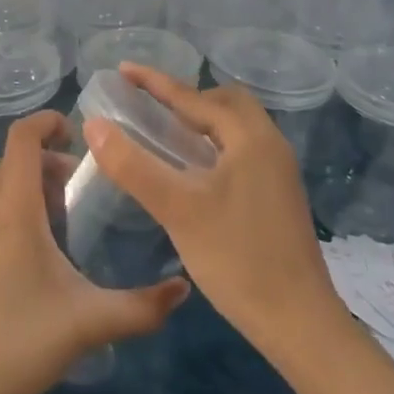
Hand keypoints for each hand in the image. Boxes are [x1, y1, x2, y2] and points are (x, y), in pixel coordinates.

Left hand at [0, 111, 189, 393]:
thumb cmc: (21, 343)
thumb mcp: (90, 322)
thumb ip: (143, 306)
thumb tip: (184, 289)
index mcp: (11, 207)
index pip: (21, 137)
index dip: (46, 122)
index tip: (73, 130)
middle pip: (12, 165)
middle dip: (46, 166)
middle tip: (77, 192)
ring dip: (25, 193)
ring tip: (55, 229)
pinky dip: (3, 216)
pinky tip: (21, 262)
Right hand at [85, 66, 343, 358]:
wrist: (299, 323)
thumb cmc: (237, 259)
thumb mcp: (178, 209)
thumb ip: (133, 165)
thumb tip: (94, 126)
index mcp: (251, 138)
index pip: (195, 97)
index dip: (156, 83)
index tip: (123, 70)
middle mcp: (270, 145)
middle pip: (225, 103)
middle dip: (185, 98)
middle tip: (148, 107)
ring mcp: (278, 172)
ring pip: (236, 128)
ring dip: (202, 122)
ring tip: (165, 134)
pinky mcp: (278, 196)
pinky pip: (241, 151)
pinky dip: (214, 145)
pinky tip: (192, 172)